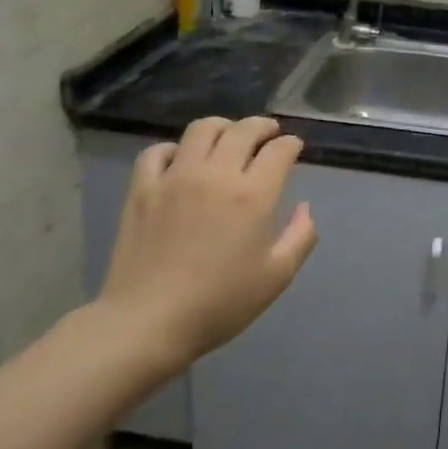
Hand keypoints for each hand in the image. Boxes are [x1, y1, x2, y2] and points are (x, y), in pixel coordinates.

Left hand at [94, 116, 317, 377]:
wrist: (147, 323)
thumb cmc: (219, 304)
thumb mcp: (276, 277)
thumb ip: (300, 237)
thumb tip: (305, 208)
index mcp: (252, 195)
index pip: (279, 150)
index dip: (291, 144)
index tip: (294, 148)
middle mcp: (216, 174)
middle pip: (243, 130)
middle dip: (263, 126)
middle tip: (269, 134)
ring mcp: (175, 177)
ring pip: (202, 129)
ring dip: (223, 127)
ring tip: (229, 137)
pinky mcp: (142, 188)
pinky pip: (157, 152)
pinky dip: (174, 149)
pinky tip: (181, 160)